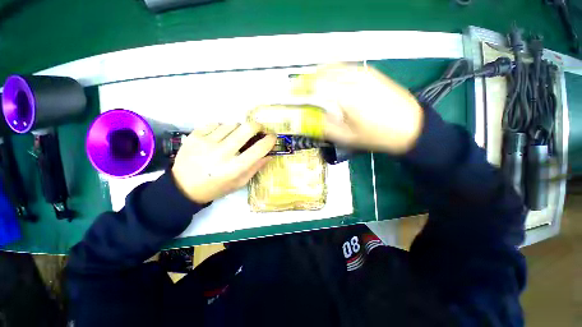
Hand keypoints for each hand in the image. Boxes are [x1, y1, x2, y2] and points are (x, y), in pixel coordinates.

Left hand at [171, 123, 276, 203]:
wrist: (183, 188)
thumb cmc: (216, 187)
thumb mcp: (240, 182)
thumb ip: (256, 167)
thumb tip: (269, 154)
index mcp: (235, 168)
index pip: (259, 148)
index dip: (270, 140)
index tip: (272, 137)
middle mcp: (222, 153)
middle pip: (247, 128)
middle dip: (257, 126)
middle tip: (258, 130)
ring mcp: (206, 142)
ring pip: (232, 124)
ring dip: (238, 129)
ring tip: (235, 137)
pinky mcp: (194, 135)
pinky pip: (216, 124)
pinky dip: (222, 129)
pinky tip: (219, 138)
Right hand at [292, 64, 423, 153]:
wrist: (410, 127)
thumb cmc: (376, 136)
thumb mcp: (346, 137)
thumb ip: (324, 126)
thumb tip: (308, 119)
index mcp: (346, 96)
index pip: (314, 86)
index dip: (300, 90)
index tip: (292, 97)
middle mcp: (352, 79)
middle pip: (321, 72)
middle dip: (307, 81)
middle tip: (301, 93)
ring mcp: (363, 73)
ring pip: (333, 67)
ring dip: (319, 75)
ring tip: (313, 88)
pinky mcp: (370, 72)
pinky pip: (345, 67)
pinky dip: (332, 72)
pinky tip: (331, 82)